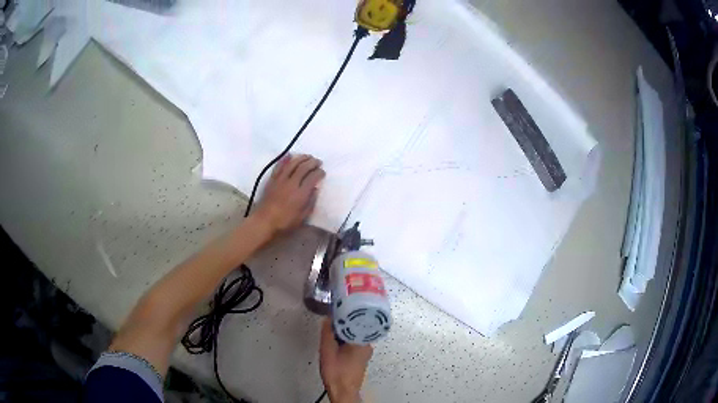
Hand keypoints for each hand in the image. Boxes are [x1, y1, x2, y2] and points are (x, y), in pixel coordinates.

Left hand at [254, 154, 324, 234]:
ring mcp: (281, 180)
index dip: (319, 173)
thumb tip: (315, 189)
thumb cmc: (285, 223)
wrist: (264, 222)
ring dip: (301, 158)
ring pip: (292, 163)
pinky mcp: (272, 179)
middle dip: (312, 162)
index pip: (313, 177)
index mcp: (301, 193)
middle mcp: (292, 183)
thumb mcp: (302, 217)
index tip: (323, 172)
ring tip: (307, 156)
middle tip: (318, 162)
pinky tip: (290, 155)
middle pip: (304, 167)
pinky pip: (279, 166)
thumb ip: (311, 202)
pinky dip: (285, 159)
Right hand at [319, 319, 372, 402]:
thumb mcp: (327, 350)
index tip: (338, 307)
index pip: (357, 319)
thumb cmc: (337, 374)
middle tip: (331, 320)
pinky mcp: (361, 356)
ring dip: (343, 332)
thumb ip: (327, 333)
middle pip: (356, 326)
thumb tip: (328, 319)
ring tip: (331, 331)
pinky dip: (345, 339)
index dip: (346, 312)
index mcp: (362, 341)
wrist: (343, 391)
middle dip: (343, 323)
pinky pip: (354, 342)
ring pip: (354, 335)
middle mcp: (367, 345)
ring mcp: (365, 351)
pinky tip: (336, 342)